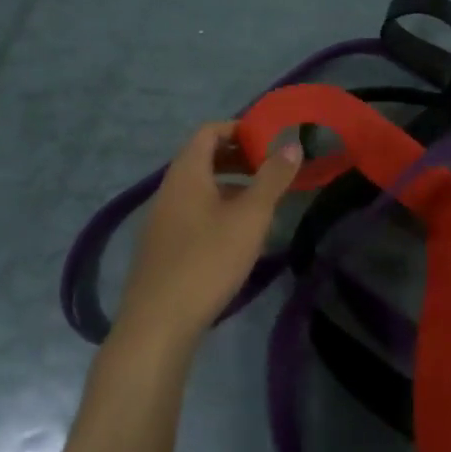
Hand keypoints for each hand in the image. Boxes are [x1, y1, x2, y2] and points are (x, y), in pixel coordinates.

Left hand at [115, 121, 302, 352]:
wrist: (158, 323)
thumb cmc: (208, 260)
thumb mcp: (250, 216)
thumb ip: (272, 178)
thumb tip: (292, 144)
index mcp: (186, 173)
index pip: (209, 132)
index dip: (239, 128)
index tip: (269, 139)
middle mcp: (168, 189)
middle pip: (203, 158)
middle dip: (238, 157)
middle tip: (272, 169)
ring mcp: (161, 219)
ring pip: (199, 188)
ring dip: (230, 186)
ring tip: (262, 203)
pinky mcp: (162, 247)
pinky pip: (192, 212)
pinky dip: (217, 209)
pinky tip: (237, 236)